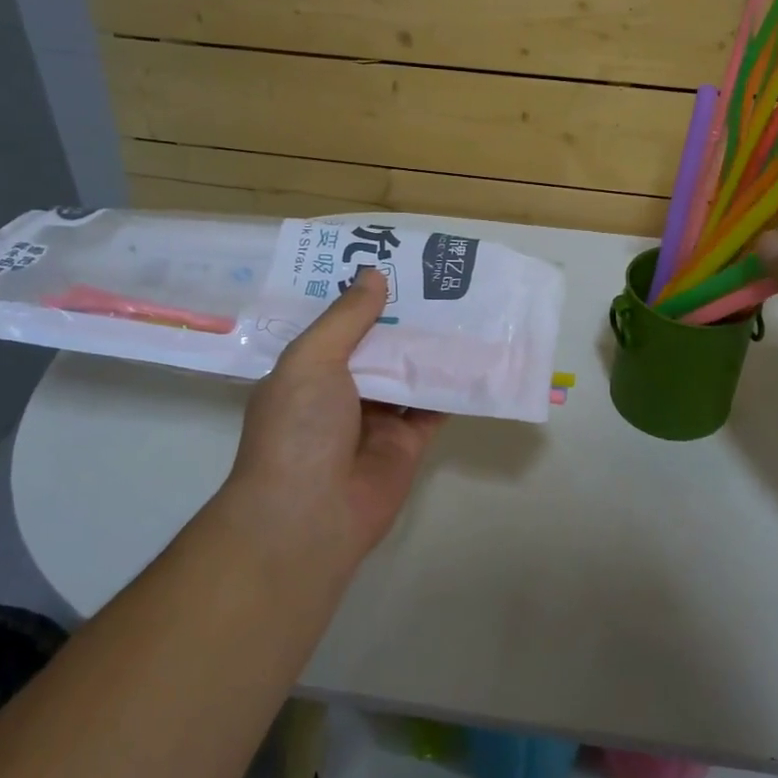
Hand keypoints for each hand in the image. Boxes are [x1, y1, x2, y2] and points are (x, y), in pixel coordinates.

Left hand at [225, 267, 446, 566]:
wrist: (310, 515)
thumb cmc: (299, 428)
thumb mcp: (312, 359)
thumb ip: (347, 317)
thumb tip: (374, 274)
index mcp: (309, 370)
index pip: (337, 324)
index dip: (362, 295)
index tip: (391, 262)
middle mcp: (342, 391)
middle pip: (379, 345)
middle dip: (404, 316)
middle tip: (439, 277)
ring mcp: (376, 418)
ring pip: (410, 372)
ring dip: (432, 346)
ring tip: (464, 306)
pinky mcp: (408, 442)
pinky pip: (435, 407)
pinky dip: (454, 385)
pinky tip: (478, 355)